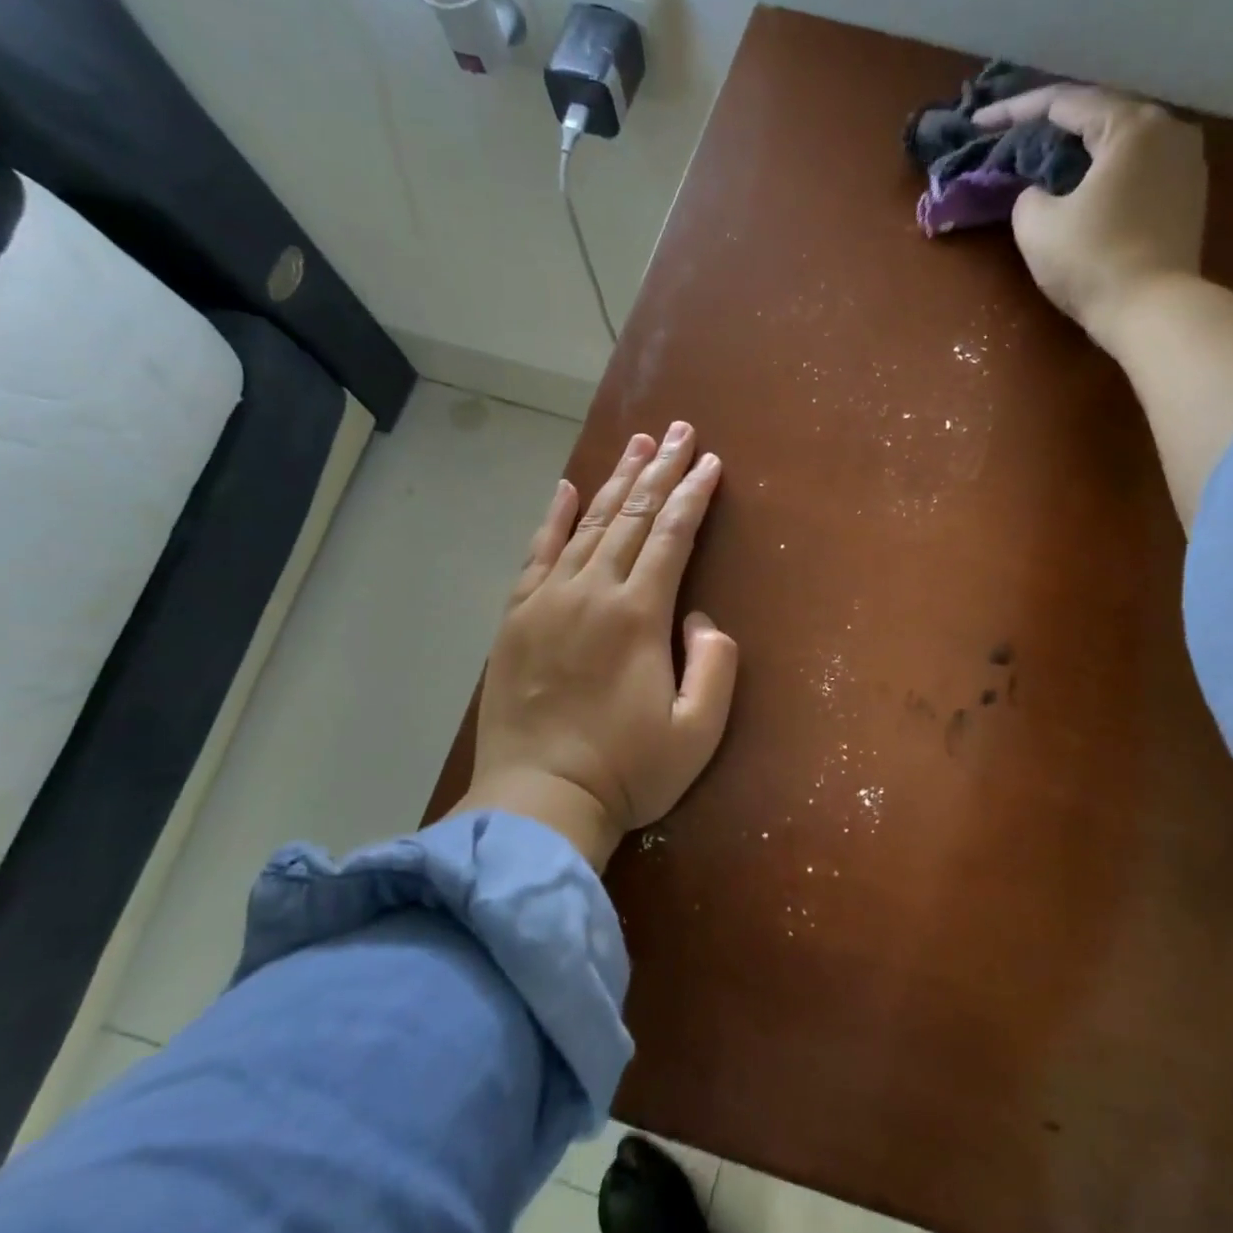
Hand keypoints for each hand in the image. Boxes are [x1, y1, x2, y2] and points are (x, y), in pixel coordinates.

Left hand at [455, 424, 737, 871]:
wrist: (538, 801)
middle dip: (660, 470)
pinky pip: (537, 553)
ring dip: (615, 481)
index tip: (709, 462)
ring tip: (636, 444)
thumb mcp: (698, 730)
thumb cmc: (628, 771)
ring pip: (588, 524)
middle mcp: (591, 592)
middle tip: (678, 430)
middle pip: (632, 516)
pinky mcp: (517, 617)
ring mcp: (548, 601)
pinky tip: (567, 488)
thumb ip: (715, 665)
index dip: (693, 495)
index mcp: (638, 615)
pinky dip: (555, 517)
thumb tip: (700, 617)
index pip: (672, 536)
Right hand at [975, 84, 1205, 349]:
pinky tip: (1084, 189)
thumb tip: (1039, 192)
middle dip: (1053, 128)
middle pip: (1099, 116)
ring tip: (1048, 163)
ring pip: (1121, 144)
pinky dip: (1106, 173)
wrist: (1153, 311)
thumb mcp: (1036, 226)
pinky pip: (1139, 170)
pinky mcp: (1189, 197)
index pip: (1064, 103)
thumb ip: (1027, 196)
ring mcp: (1186, 162)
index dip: (1015, 111)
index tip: (980, 122)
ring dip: (1082, 151)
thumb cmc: (1091, 262)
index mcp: (1130, 125)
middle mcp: (1168, 129)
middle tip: (1014, 139)